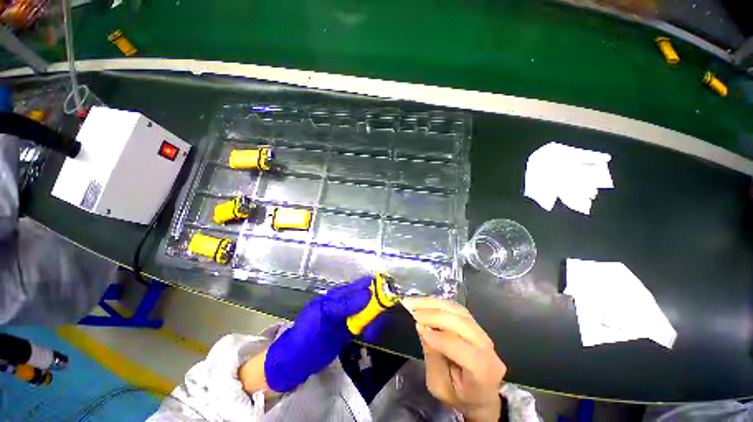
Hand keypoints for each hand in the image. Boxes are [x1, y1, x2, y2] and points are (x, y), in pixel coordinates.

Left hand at [263, 276, 371, 391]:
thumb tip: (368, 294)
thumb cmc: (307, 332)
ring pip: (369, 312)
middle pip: (369, 298)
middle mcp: (346, 302)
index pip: (360, 285)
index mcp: (338, 294)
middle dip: (376, 307)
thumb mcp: (324, 314)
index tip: (388, 293)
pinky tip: (369, 336)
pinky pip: (365, 325)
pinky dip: (371, 329)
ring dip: (374, 320)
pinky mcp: (351, 330)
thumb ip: (345, 305)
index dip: (375, 285)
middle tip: (377, 320)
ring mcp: (349, 316)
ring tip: (371, 333)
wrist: (297, 360)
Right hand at [403, 297, 506, 421]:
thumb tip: (422, 328)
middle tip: (412, 311)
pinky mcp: (475, 323)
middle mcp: (487, 348)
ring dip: (434, 304)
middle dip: (434, 315)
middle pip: (462, 324)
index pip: (464, 351)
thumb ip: (432, 358)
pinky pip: (457, 308)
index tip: (418, 328)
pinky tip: (424, 303)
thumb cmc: (458, 396)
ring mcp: (483, 332)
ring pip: (459, 311)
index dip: (441, 339)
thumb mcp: (440, 386)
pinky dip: (439, 303)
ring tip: (414, 302)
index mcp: (483, 372)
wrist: (480, 394)